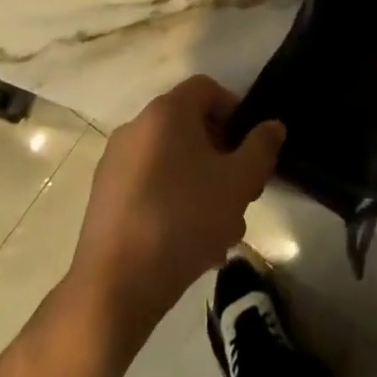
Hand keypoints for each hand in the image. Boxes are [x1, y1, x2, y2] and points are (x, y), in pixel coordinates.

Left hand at [70, 77, 284, 338]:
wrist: (114, 287)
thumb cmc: (184, 220)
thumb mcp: (238, 183)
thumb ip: (261, 148)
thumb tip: (273, 126)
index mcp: (167, 112)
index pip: (207, 89)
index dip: (234, 111)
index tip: (249, 148)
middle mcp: (136, 127)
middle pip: (190, 128)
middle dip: (221, 157)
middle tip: (241, 193)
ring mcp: (115, 164)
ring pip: (172, 162)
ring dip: (201, 186)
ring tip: (221, 231)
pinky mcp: (103, 199)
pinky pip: (149, 187)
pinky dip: (172, 203)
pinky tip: (189, 245)